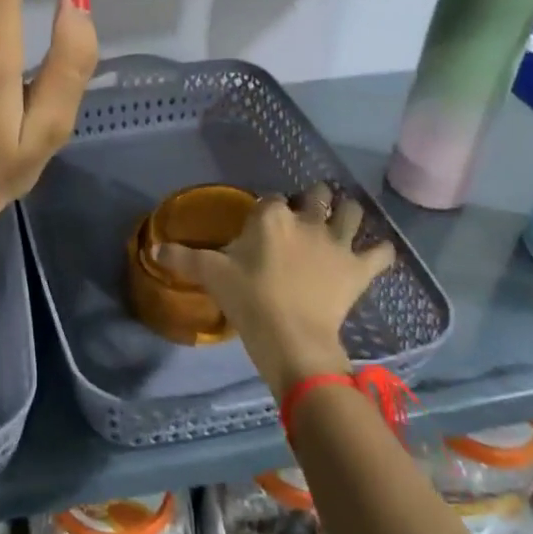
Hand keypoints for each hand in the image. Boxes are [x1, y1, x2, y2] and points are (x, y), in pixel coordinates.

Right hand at [157, 184, 394, 398]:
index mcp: (271, 216)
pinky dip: (379, 250)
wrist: (293, 338)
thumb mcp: (211, 276)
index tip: (262, 224)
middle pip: (316, 195)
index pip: (271, 198)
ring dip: (348, 213)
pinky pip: (381, 252)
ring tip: (342, 221)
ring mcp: (337, 242)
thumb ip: (182, 259)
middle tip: (305, 214)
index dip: (268, 209)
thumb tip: (151, 249)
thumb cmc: (250, 301)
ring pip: (352, 212)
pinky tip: (372, 254)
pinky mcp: (359, 268)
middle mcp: (307, 220)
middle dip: (313, 199)